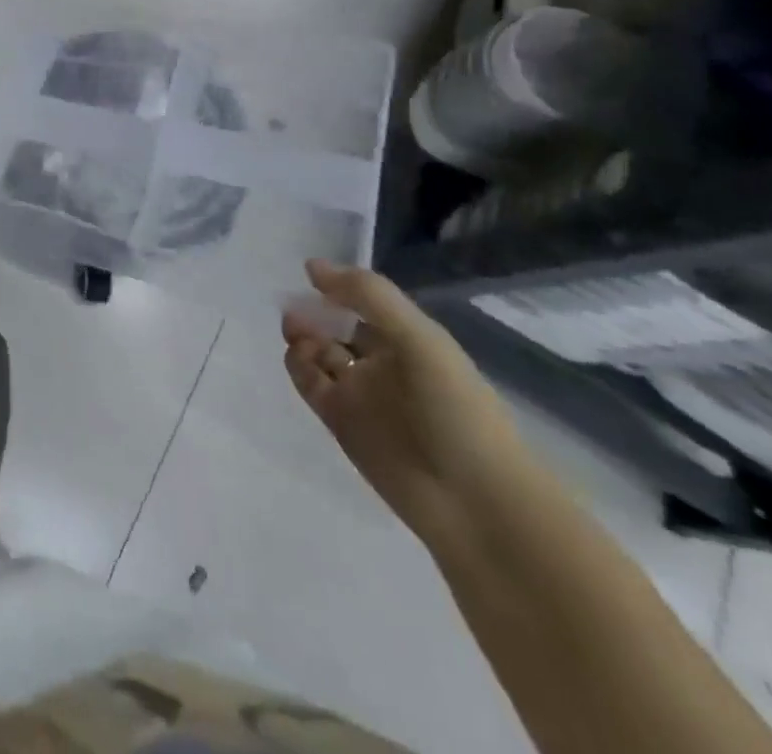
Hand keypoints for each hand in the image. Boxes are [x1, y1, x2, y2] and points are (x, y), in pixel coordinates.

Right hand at [283, 260, 541, 549]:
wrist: (475, 504)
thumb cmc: (456, 411)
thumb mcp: (420, 340)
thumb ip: (368, 296)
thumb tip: (311, 266)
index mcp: (409, 340)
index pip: (364, 302)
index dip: (338, 286)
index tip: (310, 275)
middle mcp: (383, 363)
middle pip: (336, 326)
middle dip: (313, 312)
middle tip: (296, 308)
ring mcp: (360, 394)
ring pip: (318, 353)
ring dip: (302, 337)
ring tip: (296, 333)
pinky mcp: (339, 422)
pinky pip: (309, 384)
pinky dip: (298, 366)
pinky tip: (298, 358)